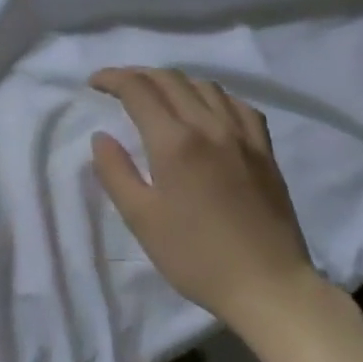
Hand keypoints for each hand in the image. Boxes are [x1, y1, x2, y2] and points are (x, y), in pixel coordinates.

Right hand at [89, 67, 319, 336]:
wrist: (269, 287)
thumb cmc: (195, 256)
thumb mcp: (140, 218)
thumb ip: (115, 172)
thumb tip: (102, 137)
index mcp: (175, 142)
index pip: (138, 90)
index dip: (112, 78)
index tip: (93, 83)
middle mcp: (210, 127)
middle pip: (171, 80)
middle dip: (138, 75)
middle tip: (117, 86)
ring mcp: (243, 137)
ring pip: (205, 86)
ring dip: (174, 82)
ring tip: (157, 96)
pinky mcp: (265, 152)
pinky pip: (238, 106)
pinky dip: (212, 97)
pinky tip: (205, 111)